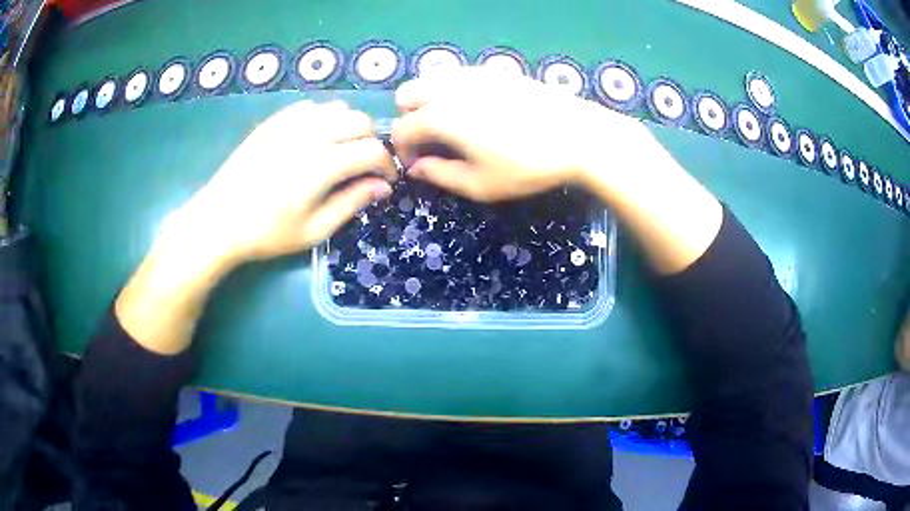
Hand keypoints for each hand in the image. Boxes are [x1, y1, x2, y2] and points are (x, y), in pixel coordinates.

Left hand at [166, 99, 396, 267]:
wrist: (219, 220)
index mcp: (323, 164)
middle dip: (372, 142)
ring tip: (342, 151)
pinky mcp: (275, 120)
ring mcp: (290, 122)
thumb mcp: (314, 230)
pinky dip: (324, 119)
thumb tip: (382, 187)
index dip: (387, 166)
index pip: (373, 151)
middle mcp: (311, 134)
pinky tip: (315, 139)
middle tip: (365, 166)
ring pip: (338, 108)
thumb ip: (352, 203)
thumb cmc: (267, 233)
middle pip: (360, 121)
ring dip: (349, 127)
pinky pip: (312, 107)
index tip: (386, 182)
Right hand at [391, 66, 644, 201]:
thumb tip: (415, 168)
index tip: (420, 166)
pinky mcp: (492, 70)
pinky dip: (450, 90)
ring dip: (427, 102)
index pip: (401, 130)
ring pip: (429, 80)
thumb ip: (440, 175)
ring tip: (452, 125)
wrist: (577, 135)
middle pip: (406, 95)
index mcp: (439, 116)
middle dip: (409, 118)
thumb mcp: (480, 185)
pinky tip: (476, 110)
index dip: (403, 151)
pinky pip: (456, 75)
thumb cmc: (527, 166)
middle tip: (432, 141)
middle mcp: (448, 88)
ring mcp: (471, 74)